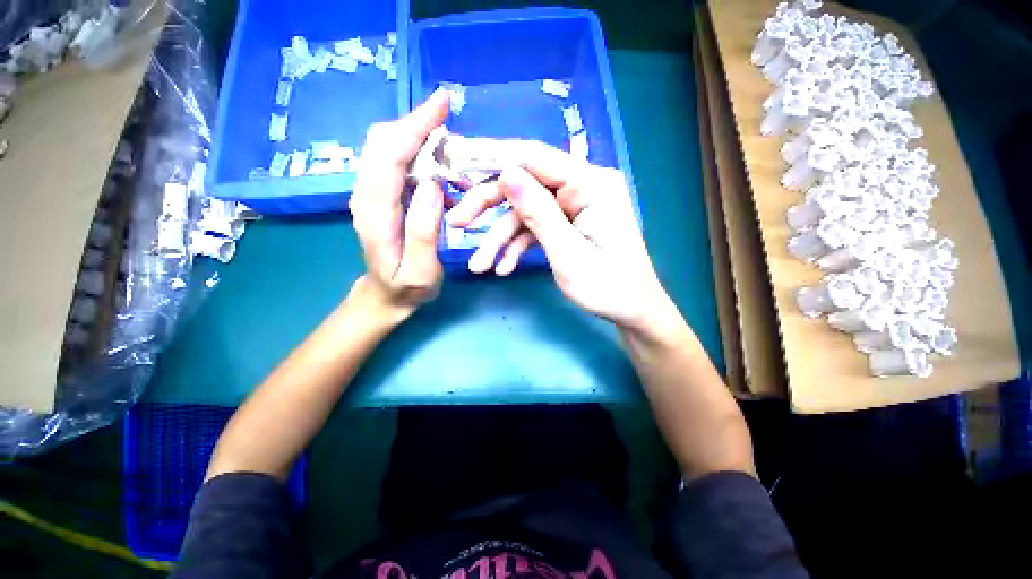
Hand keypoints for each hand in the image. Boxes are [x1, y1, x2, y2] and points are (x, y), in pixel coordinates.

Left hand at [350, 89, 449, 314]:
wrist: (385, 296)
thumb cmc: (406, 288)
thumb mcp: (420, 271)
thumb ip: (424, 231)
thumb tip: (434, 185)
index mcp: (375, 213)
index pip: (390, 156)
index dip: (415, 126)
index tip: (442, 104)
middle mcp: (366, 195)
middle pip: (384, 142)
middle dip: (417, 124)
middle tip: (451, 123)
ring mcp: (372, 194)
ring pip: (390, 149)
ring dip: (421, 141)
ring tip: (455, 159)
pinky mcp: (382, 196)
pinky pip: (399, 164)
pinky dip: (422, 159)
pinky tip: (446, 176)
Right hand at [448, 141, 672, 329]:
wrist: (632, 311)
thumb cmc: (608, 287)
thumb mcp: (568, 254)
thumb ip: (538, 213)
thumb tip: (505, 173)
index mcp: (590, 184)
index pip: (533, 157)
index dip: (493, 157)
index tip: (458, 163)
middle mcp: (582, 187)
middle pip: (525, 185)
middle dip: (490, 208)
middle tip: (458, 224)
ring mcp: (574, 206)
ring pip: (525, 212)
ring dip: (500, 238)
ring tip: (480, 265)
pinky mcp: (568, 223)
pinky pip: (536, 228)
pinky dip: (518, 246)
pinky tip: (503, 267)